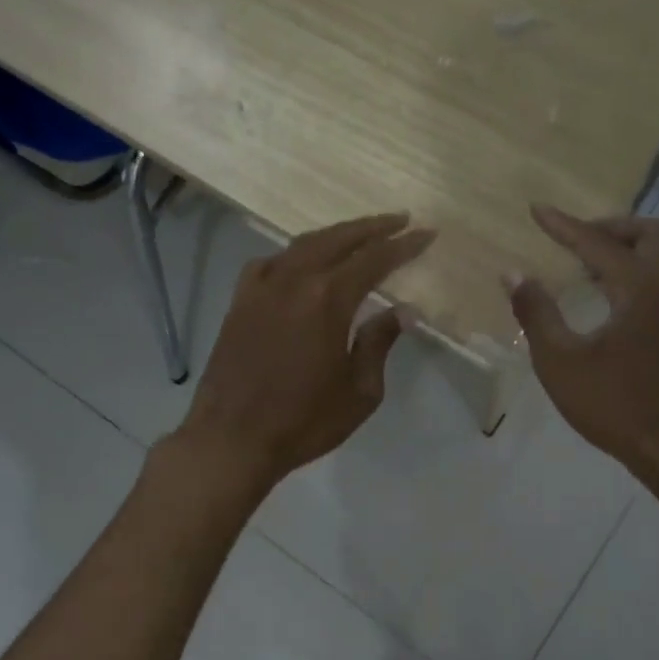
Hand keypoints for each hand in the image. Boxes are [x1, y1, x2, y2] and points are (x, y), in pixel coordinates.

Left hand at [172, 213, 435, 491]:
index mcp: (327, 299)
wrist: (232, 439)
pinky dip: (294, 255)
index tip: (426, 234)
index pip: (374, 259)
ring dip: (336, 235)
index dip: (403, 246)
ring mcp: (261, 288)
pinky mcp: (240, 302)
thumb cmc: (304, 421)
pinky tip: (301, 262)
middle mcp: (293, 280)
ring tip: (359, 235)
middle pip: (338, 239)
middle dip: (372, 228)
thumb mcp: (359, 391)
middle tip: (400, 220)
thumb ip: (379, 343)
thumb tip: (403, 310)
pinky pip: (270, 263)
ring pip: (303, 245)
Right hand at [508, 204, 658, 477]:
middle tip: (573, 240)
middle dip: (606, 228)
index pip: (597, 243)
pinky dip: (637, 273)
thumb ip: (537, 314)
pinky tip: (611, 302)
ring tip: (585, 269)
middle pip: (645, 233)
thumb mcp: (562, 363)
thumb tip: (513, 274)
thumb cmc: (616, 407)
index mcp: (640, 288)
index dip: (563, 226)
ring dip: (624, 250)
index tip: (537, 210)